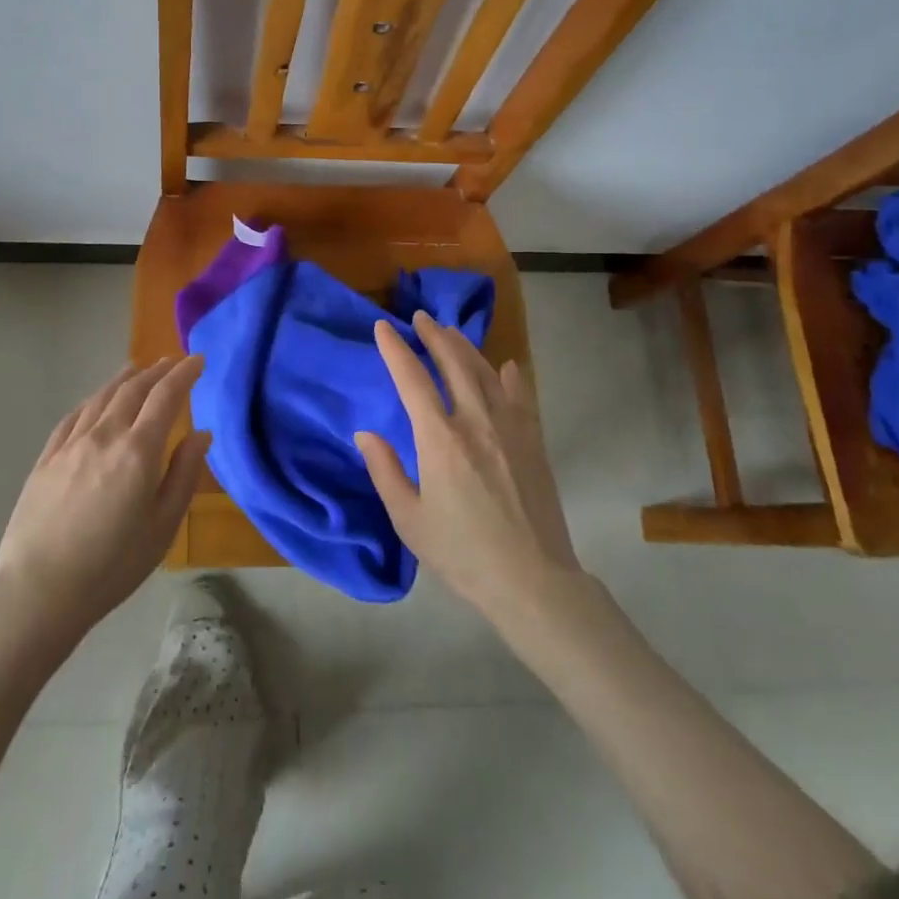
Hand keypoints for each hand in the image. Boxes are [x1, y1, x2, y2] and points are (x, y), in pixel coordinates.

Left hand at [0, 357, 209, 640]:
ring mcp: (71, 444)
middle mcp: (105, 435)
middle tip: (173, 361)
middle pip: (134, 389)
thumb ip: (184, 474)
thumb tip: (201, 434)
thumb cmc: (112, 565)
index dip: (185, 374)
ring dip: (125, 379)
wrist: (39, 591)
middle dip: (157, 371)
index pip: (166, 396)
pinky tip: (96, 400)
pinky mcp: (46, 458)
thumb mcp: (163, 526)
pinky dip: (92, 400)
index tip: (199, 360)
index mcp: (138, 450)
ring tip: (138, 370)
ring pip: (102, 397)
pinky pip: (74, 416)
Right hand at [355, 314, 579, 618]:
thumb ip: (385, 471)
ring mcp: (510, 429)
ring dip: (466, 348)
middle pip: (453, 364)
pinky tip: (506, 366)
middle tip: (421, 318)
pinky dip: (510, 377)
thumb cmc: (462, 553)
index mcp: (440, 439)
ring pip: (485, 373)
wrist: (533, 580)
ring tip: (451, 332)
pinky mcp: (533, 442)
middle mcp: (475, 422)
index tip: (383, 327)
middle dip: (434, 336)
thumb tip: (365, 434)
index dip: (395, 350)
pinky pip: (520, 397)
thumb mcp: (409, 520)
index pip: (412, 380)